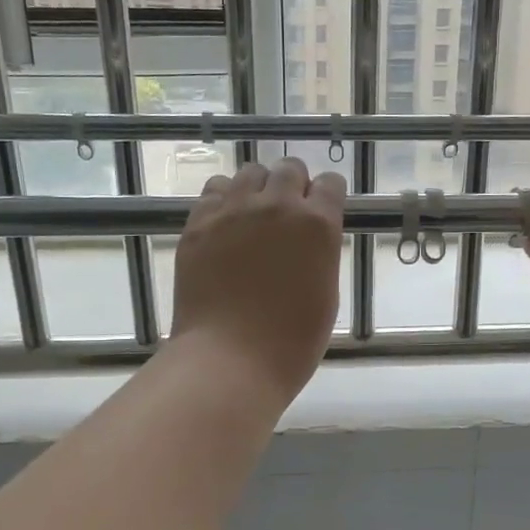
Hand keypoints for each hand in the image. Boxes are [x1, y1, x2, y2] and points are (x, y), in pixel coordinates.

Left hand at [172, 157, 345, 398]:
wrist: (230, 359)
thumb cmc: (291, 341)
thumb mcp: (326, 294)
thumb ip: (320, 253)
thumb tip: (308, 239)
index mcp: (318, 225)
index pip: (330, 184)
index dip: (327, 197)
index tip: (321, 212)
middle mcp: (278, 205)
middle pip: (289, 169)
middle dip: (293, 187)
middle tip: (287, 217)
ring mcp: (234, 210)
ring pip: (250, 173)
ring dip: (258, 189)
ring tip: (253, 217)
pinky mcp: (199, 222)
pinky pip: (214, 190)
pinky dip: (224, 200)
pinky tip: (225, 224)